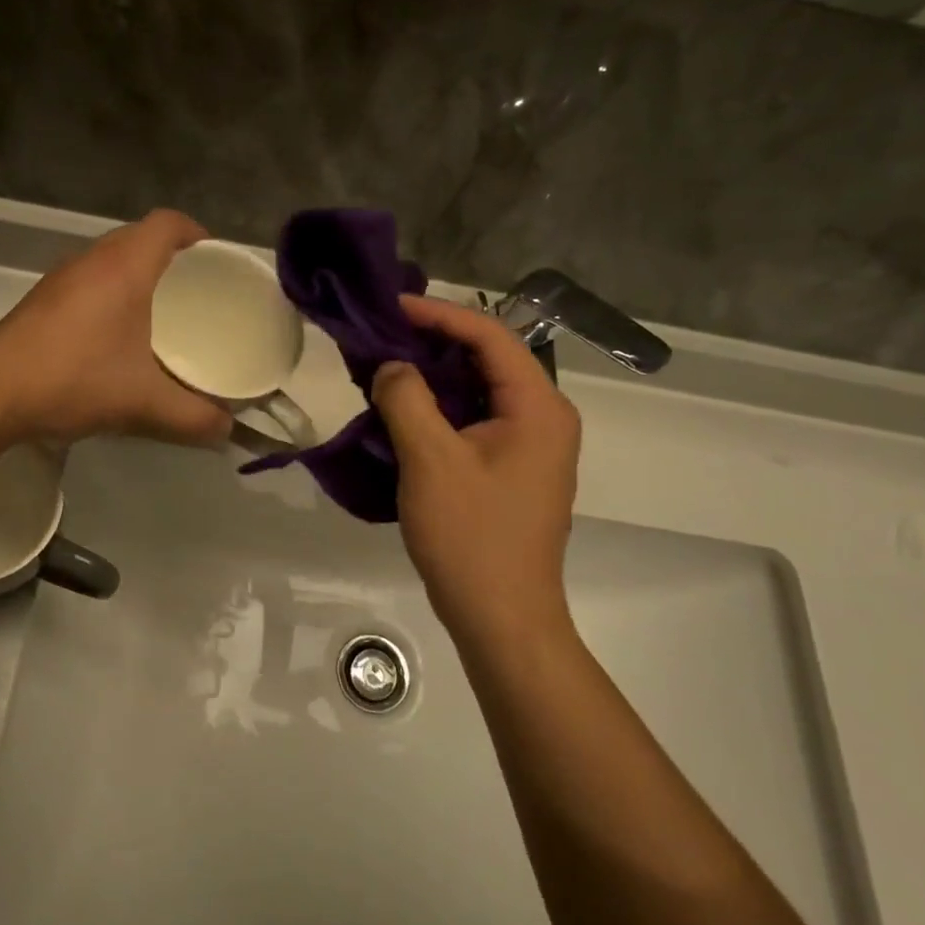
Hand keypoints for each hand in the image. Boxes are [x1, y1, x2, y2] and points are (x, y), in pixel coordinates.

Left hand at [0, 210, 231, 446]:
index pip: (168, 223)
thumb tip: (227, 430)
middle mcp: (92, 260)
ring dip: (139, 275)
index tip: (216, 261)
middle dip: (173, 257)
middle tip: (198, 292)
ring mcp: (62, 278)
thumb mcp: (143, 403)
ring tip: (164, 312)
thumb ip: (193, 417)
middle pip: (141, 237)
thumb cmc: (74, 380)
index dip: (197, 233)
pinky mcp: (42, 300)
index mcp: (124, 267)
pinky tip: (118, 334)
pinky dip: (112, 293)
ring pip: (111, 258)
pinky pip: (90, 280)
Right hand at [371, 295, 581, 649]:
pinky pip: (474, 420)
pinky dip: (439, 408)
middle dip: (432, 343)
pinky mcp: (511, 469)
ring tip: (384, 367)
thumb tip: (391, 366)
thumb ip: (406, 399)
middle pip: (487, 359)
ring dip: (433, 376)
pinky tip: (402, 411)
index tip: (390, 306)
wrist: (501, 617)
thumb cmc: (471, 536)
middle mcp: (544, 418)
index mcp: (538, 407)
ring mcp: (530, 446)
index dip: (438, 314)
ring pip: (478, 390)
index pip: (489, 335)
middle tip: (380, 336)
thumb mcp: (430, 460)